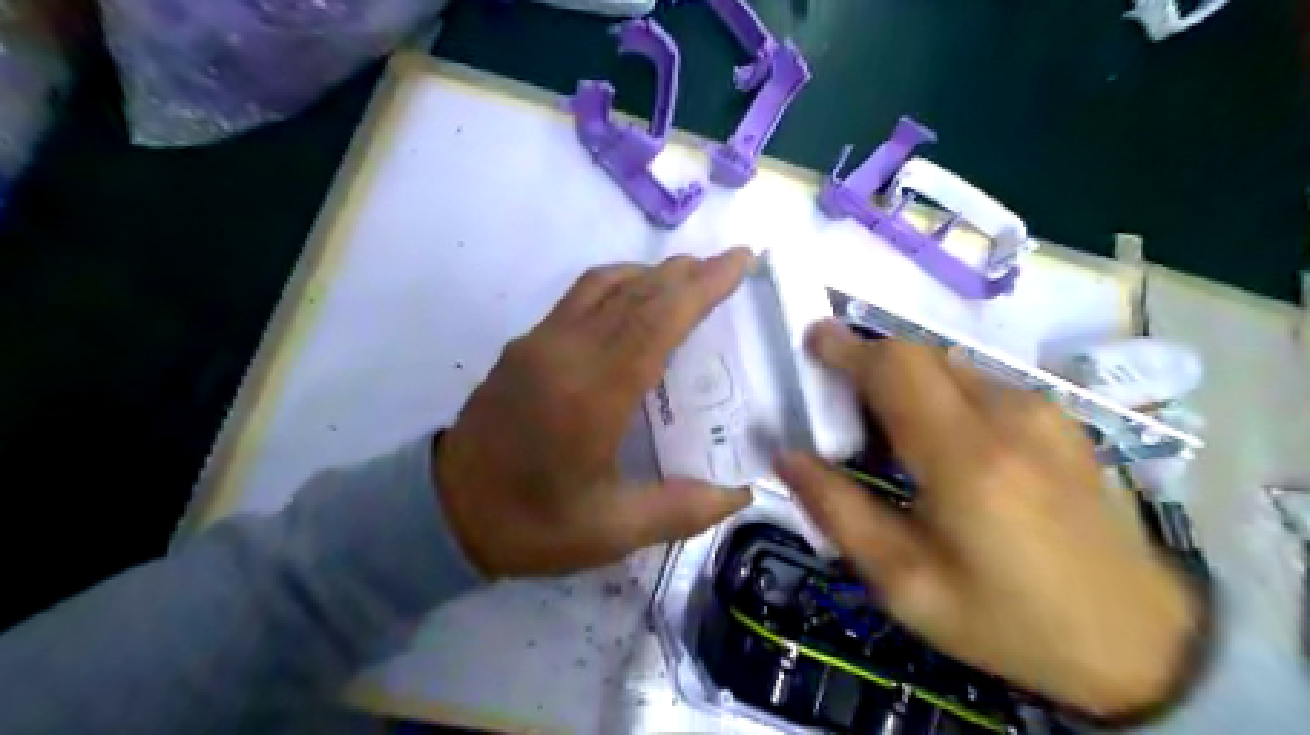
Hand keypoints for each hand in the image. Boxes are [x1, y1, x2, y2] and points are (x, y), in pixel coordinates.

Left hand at [433, 249, 753, 580]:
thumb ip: (682, 510)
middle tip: (729, 264)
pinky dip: (619, 284)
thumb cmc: (531, 525)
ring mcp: (539, 342)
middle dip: (688, 273)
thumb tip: (741, 494)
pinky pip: (580, 296)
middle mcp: (566, 353)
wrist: (443, 513)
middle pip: (636, 293)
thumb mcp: (611, 532)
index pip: (657, 321)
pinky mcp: (524, 344)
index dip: (703, 287)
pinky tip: (636, 300)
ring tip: (690, 277)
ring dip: (652, 274)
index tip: (739, 261)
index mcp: (593, 395)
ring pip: (605, 285)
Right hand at [770, 319, 1199, 713]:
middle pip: (919, 355)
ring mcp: (1040, 412)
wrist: (1141, 644)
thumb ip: (839, 512)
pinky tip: (936, 443)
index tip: (812, 341)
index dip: (847, 348)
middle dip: (868, 362)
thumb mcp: (906, 584)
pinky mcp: (1057, 420)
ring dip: (903, 381)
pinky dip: (938, 394)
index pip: (896, 369)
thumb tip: (788, 456)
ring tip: (882, 432)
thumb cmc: (1008, 620)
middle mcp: (1008, 415)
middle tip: (836, 400)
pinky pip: (977, 383)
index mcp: (967, 458)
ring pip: (948, 366)